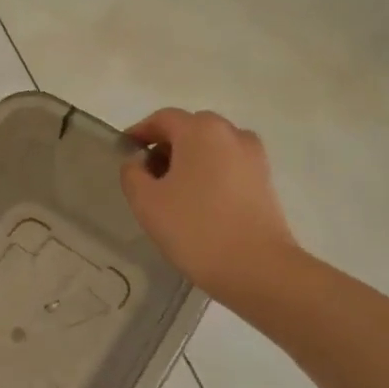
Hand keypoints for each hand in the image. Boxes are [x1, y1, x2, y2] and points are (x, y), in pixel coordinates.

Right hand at [121, 107, 302, 304]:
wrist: (257, 268)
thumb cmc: (194, 228)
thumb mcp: (146, 201)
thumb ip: (132, 174)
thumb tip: (139, 162)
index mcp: (200, 131)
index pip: (163, 119)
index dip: (140, 132)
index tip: (124, 151)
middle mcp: (231, 134)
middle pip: (190, 129)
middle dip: (165, 145)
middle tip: (146, 174)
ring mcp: (253, 157)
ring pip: (212, 147)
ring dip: (189, 160)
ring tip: (172, 191)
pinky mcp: (265, 181)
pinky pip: (228, 165)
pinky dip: (209, 173)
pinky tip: (198, 203)